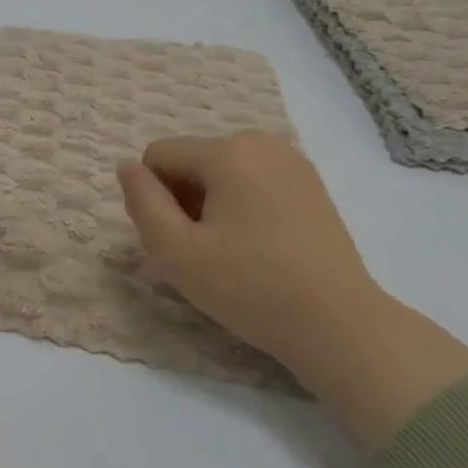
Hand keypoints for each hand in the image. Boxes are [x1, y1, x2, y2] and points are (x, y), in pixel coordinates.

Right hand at [118, 133, 467, 447]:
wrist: (340, 325)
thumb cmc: (250, 288)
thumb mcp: (176, 252)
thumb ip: (142, 203)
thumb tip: (126, 167)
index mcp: (227, 151)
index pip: (158, 156)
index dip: (154, 199)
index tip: (179, 240)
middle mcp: (261, 142)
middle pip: (190, 161)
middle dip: (183, 200)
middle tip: (203, 253)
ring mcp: (292, 161)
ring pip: (221, 173)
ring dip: (210, 206)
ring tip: (231, 253)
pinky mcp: (311, 184)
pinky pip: (252, 182)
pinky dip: (242, 207)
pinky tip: (259, 248)